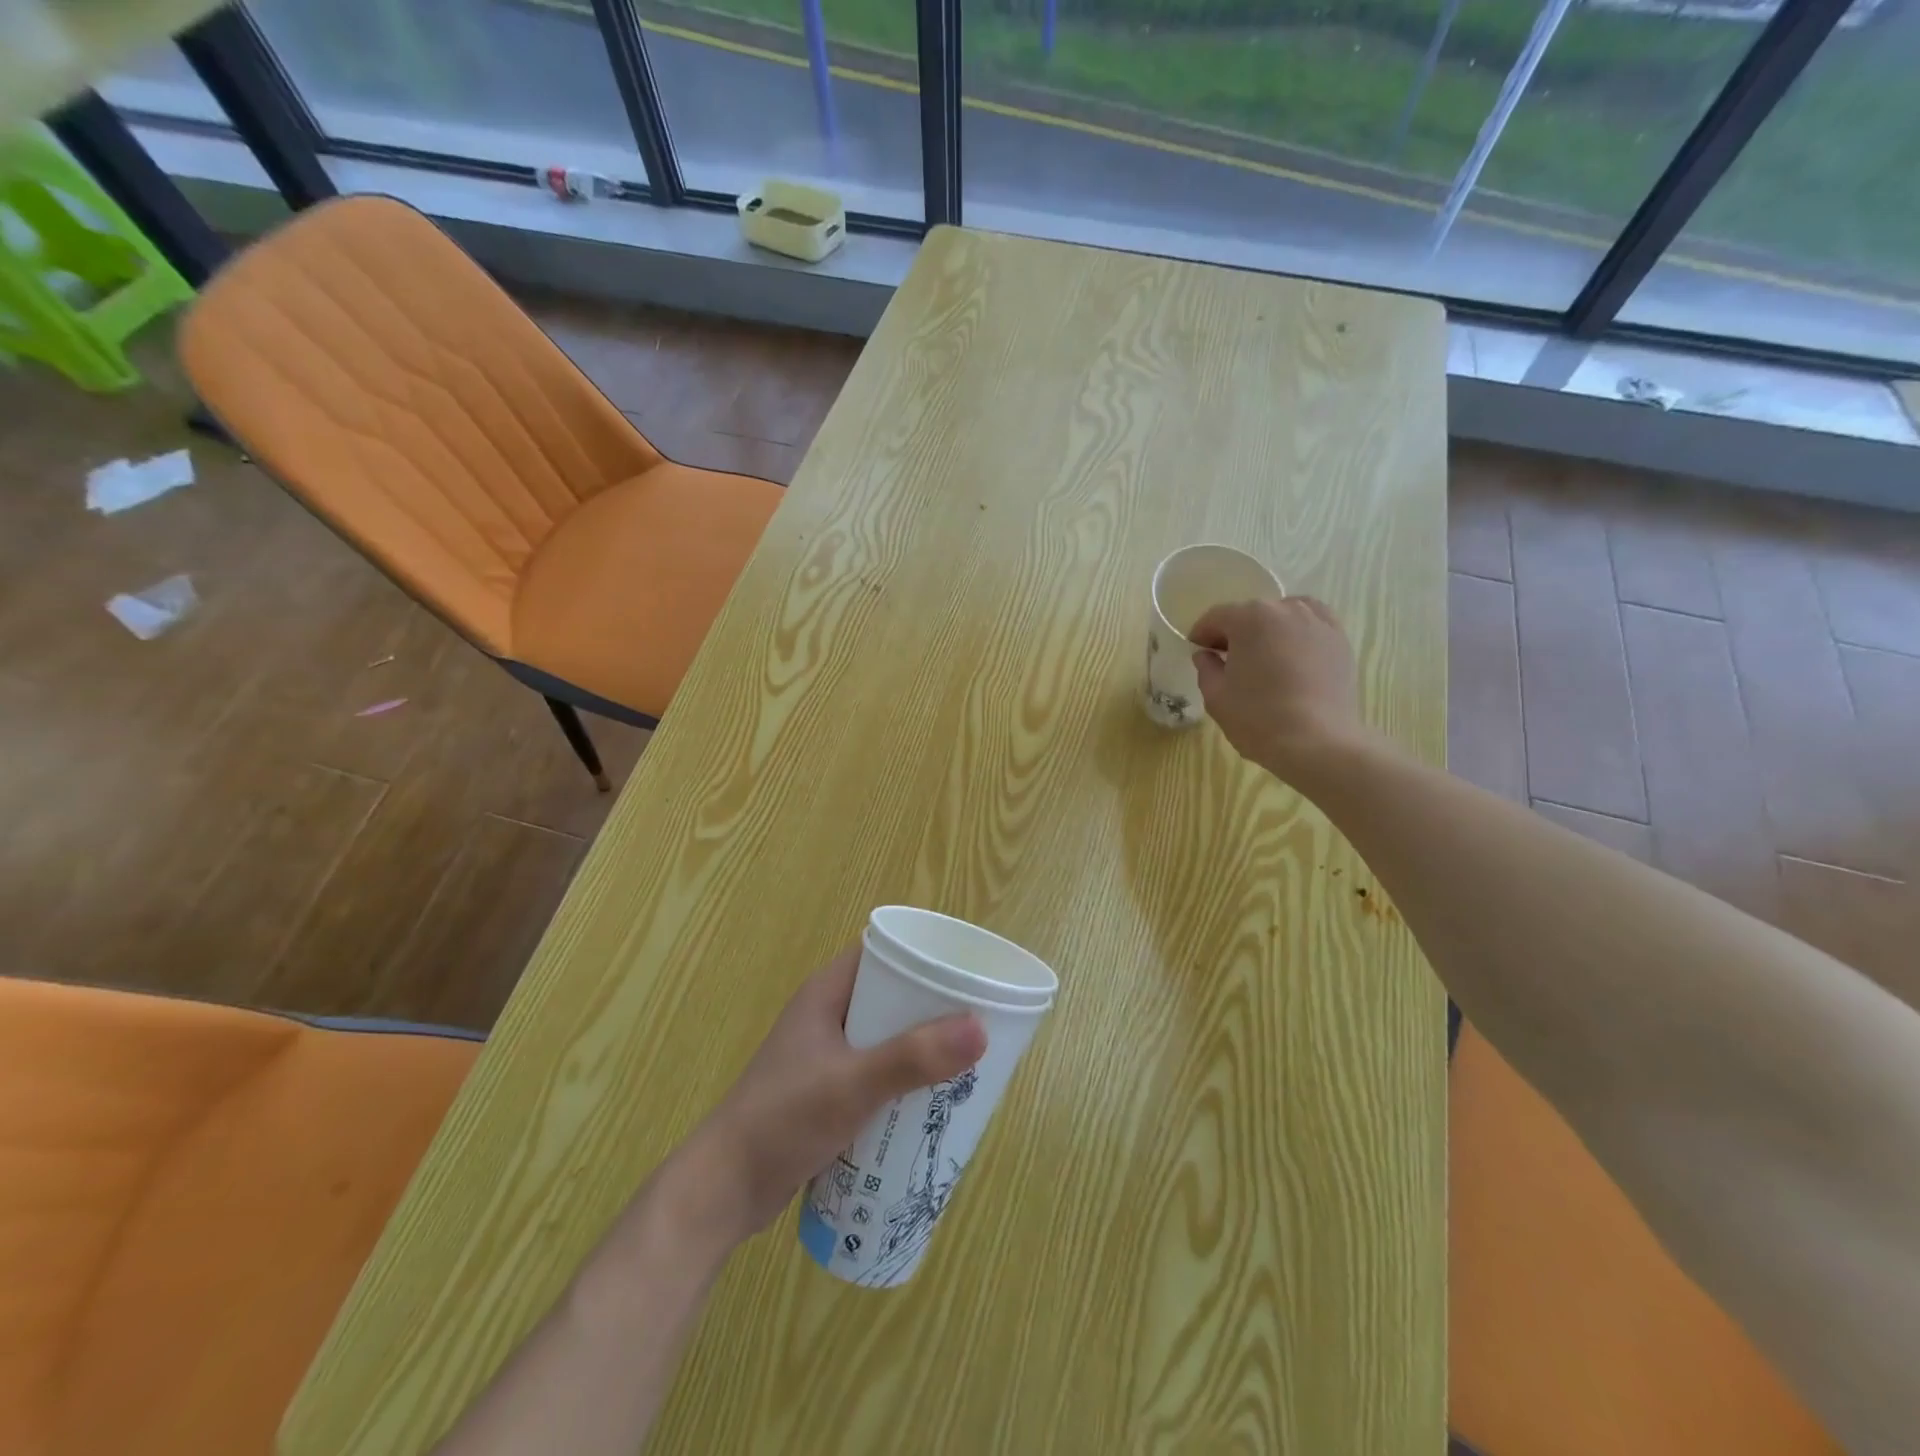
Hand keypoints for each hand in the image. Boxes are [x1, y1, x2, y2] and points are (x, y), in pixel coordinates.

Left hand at [686, 946, 986, 1246]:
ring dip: (920, 1049)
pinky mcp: (826, 1092)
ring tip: (966, 1062)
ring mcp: (825, 1056)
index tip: (967, 969)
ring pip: (885, 1038)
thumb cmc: (782, 1120)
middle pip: (890, 997)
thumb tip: (980, 1029)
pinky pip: (876, 1073)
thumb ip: (912, 1058)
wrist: (723, 1191)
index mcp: (826, 993)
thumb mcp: (851, 1085)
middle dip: (932, 1008)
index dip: (924, 955)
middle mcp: (827, 1016)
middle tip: (977, 1022)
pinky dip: (903, 1080)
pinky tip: (931, 1103)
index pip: (883, 952)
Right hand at [1189, 596, 1372, 778]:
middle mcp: (1285, 609)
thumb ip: (1206, 668)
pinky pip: (1313, 625)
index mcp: (1249, 618)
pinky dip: (1298, 633)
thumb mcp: (1216, 696)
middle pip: (1251, 613)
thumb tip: (1206, 655)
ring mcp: (1318, 622)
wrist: (1317, 742)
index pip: (1216, 617)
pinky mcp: (1340, 640)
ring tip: (1264, 656)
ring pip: (1284, 615)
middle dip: (1235, 632)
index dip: (1201, 634)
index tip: (1197, 651)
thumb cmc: (1257, 718)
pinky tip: (1293, 655)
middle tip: (1228, 659)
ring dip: (1268, 630)